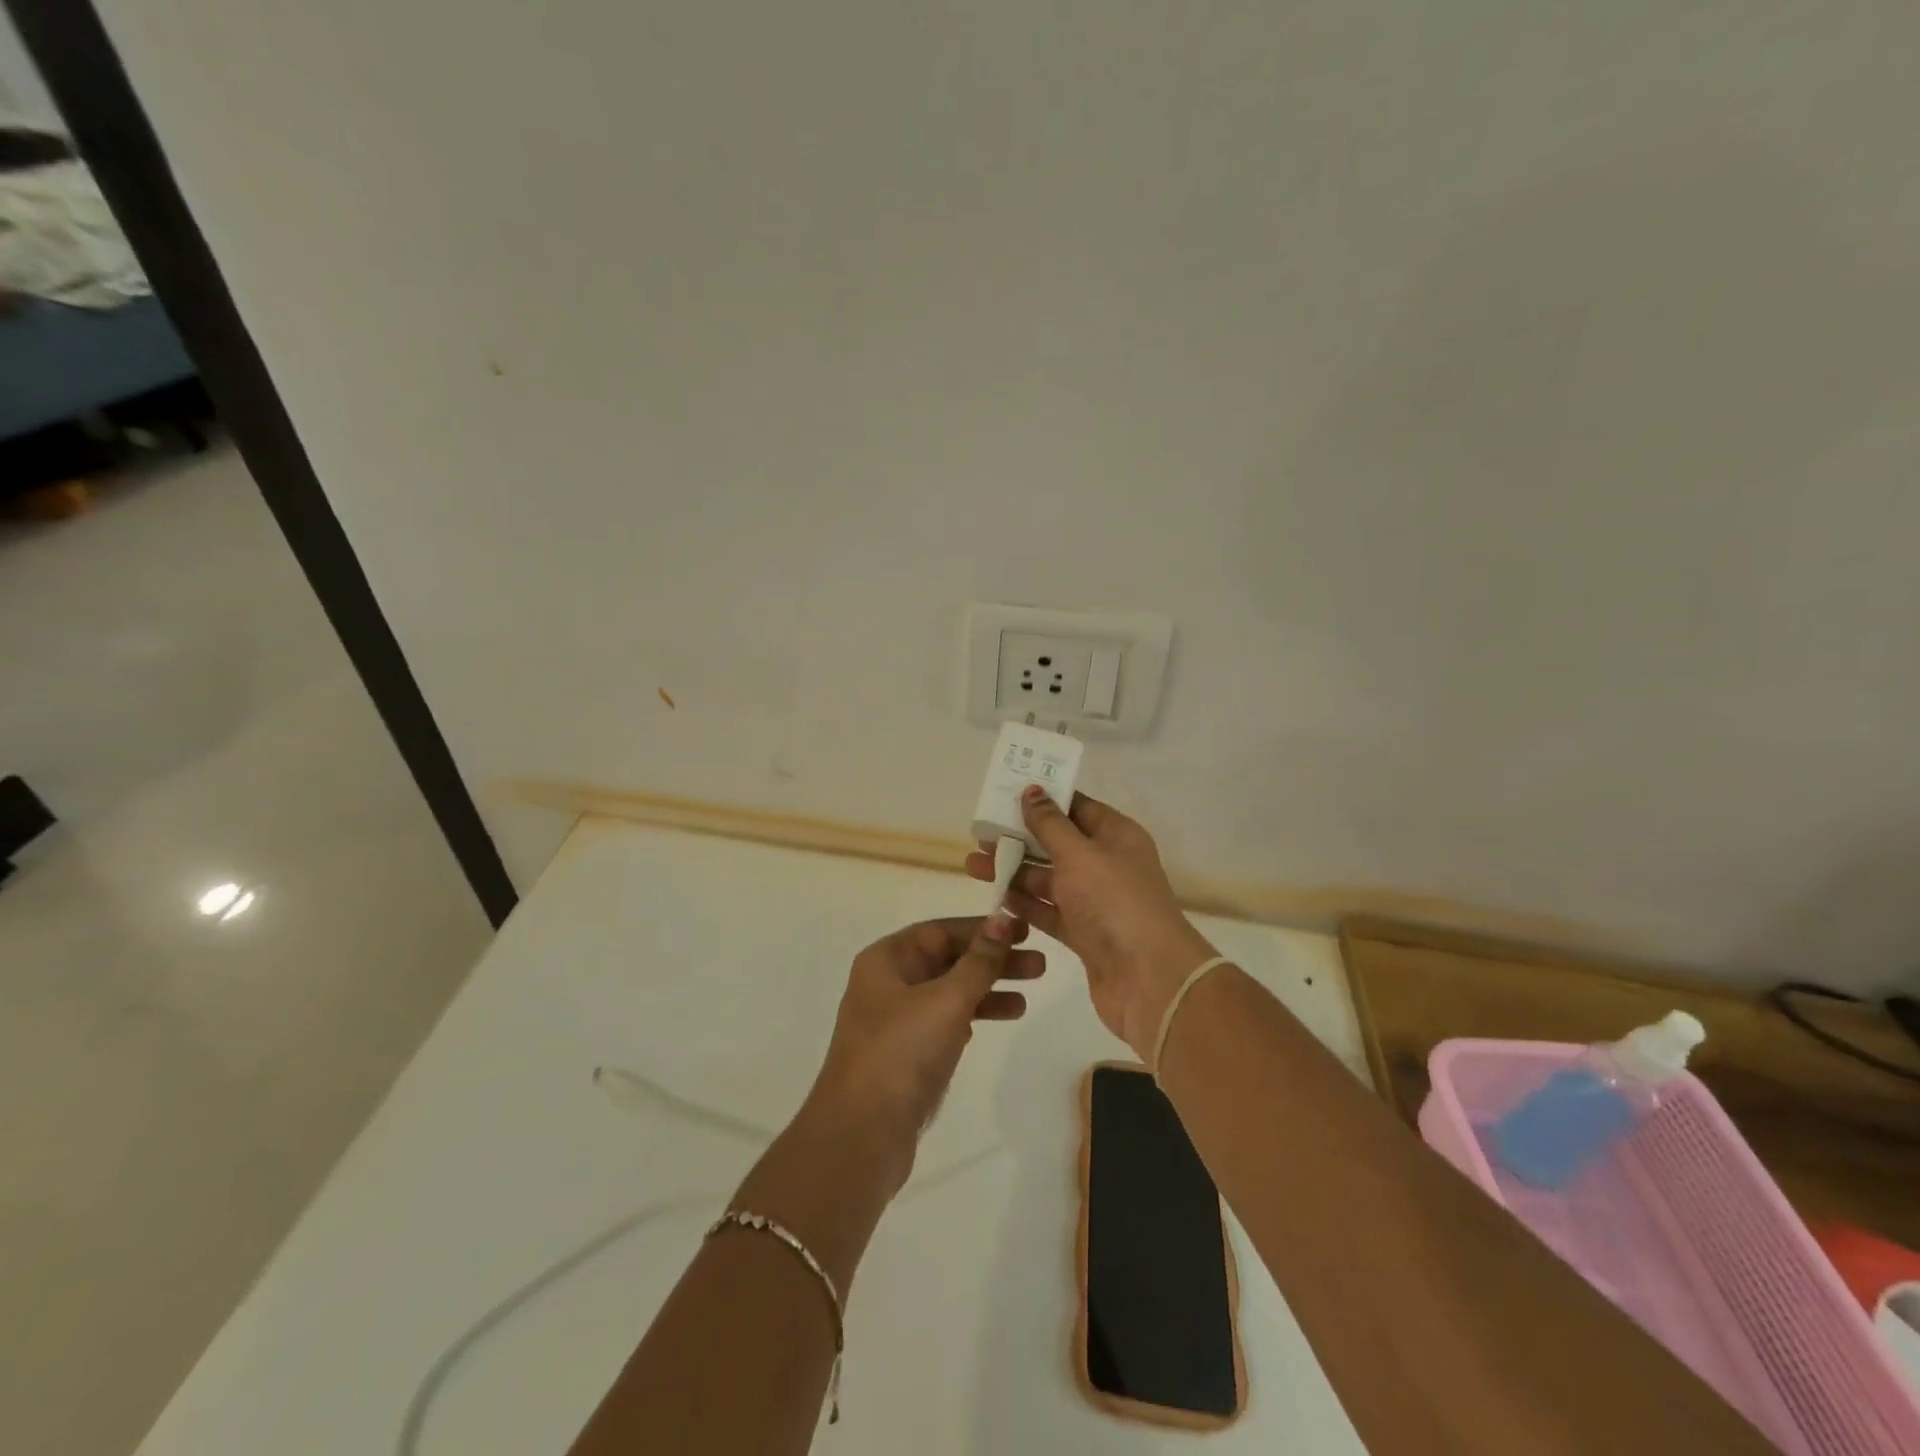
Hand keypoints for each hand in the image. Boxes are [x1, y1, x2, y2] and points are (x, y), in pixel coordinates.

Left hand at [799, 915, 1044, 1192]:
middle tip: (1039, 964)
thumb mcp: (946, 1000)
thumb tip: (1002, 919)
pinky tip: (999, 1019)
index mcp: (886, 960)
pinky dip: (973, 1016)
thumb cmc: (902, 1054)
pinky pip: (946, 1022)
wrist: (861, 1136)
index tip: (1023, 930)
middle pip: (947, 960)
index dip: (982, 928)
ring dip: (988, 990)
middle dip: (992, 960)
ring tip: (1028, 997)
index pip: (940, 931)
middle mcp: (888, 983)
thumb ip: (979, 960)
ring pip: (950, 992)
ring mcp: (896, 1021)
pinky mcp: (907, 1055)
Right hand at [966, 787, 1215, 1060]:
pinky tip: (995, 899)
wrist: (1150, 980)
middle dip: (1020, 839)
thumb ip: (1050, 824)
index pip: (1077, 808)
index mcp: (1116, 836)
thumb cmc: (1115, 903)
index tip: (1005, 794)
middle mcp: (1107, 864)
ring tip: (973, 866)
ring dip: (1014, 872)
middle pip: (1058, 844)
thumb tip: (1032, 790)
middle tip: (979, 835)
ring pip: (1049, 880)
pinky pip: (1049, 912)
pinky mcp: (1084, 935)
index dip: (1044, 800)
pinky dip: (1025, 905)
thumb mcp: (1079, 855)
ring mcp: (1096, 902)